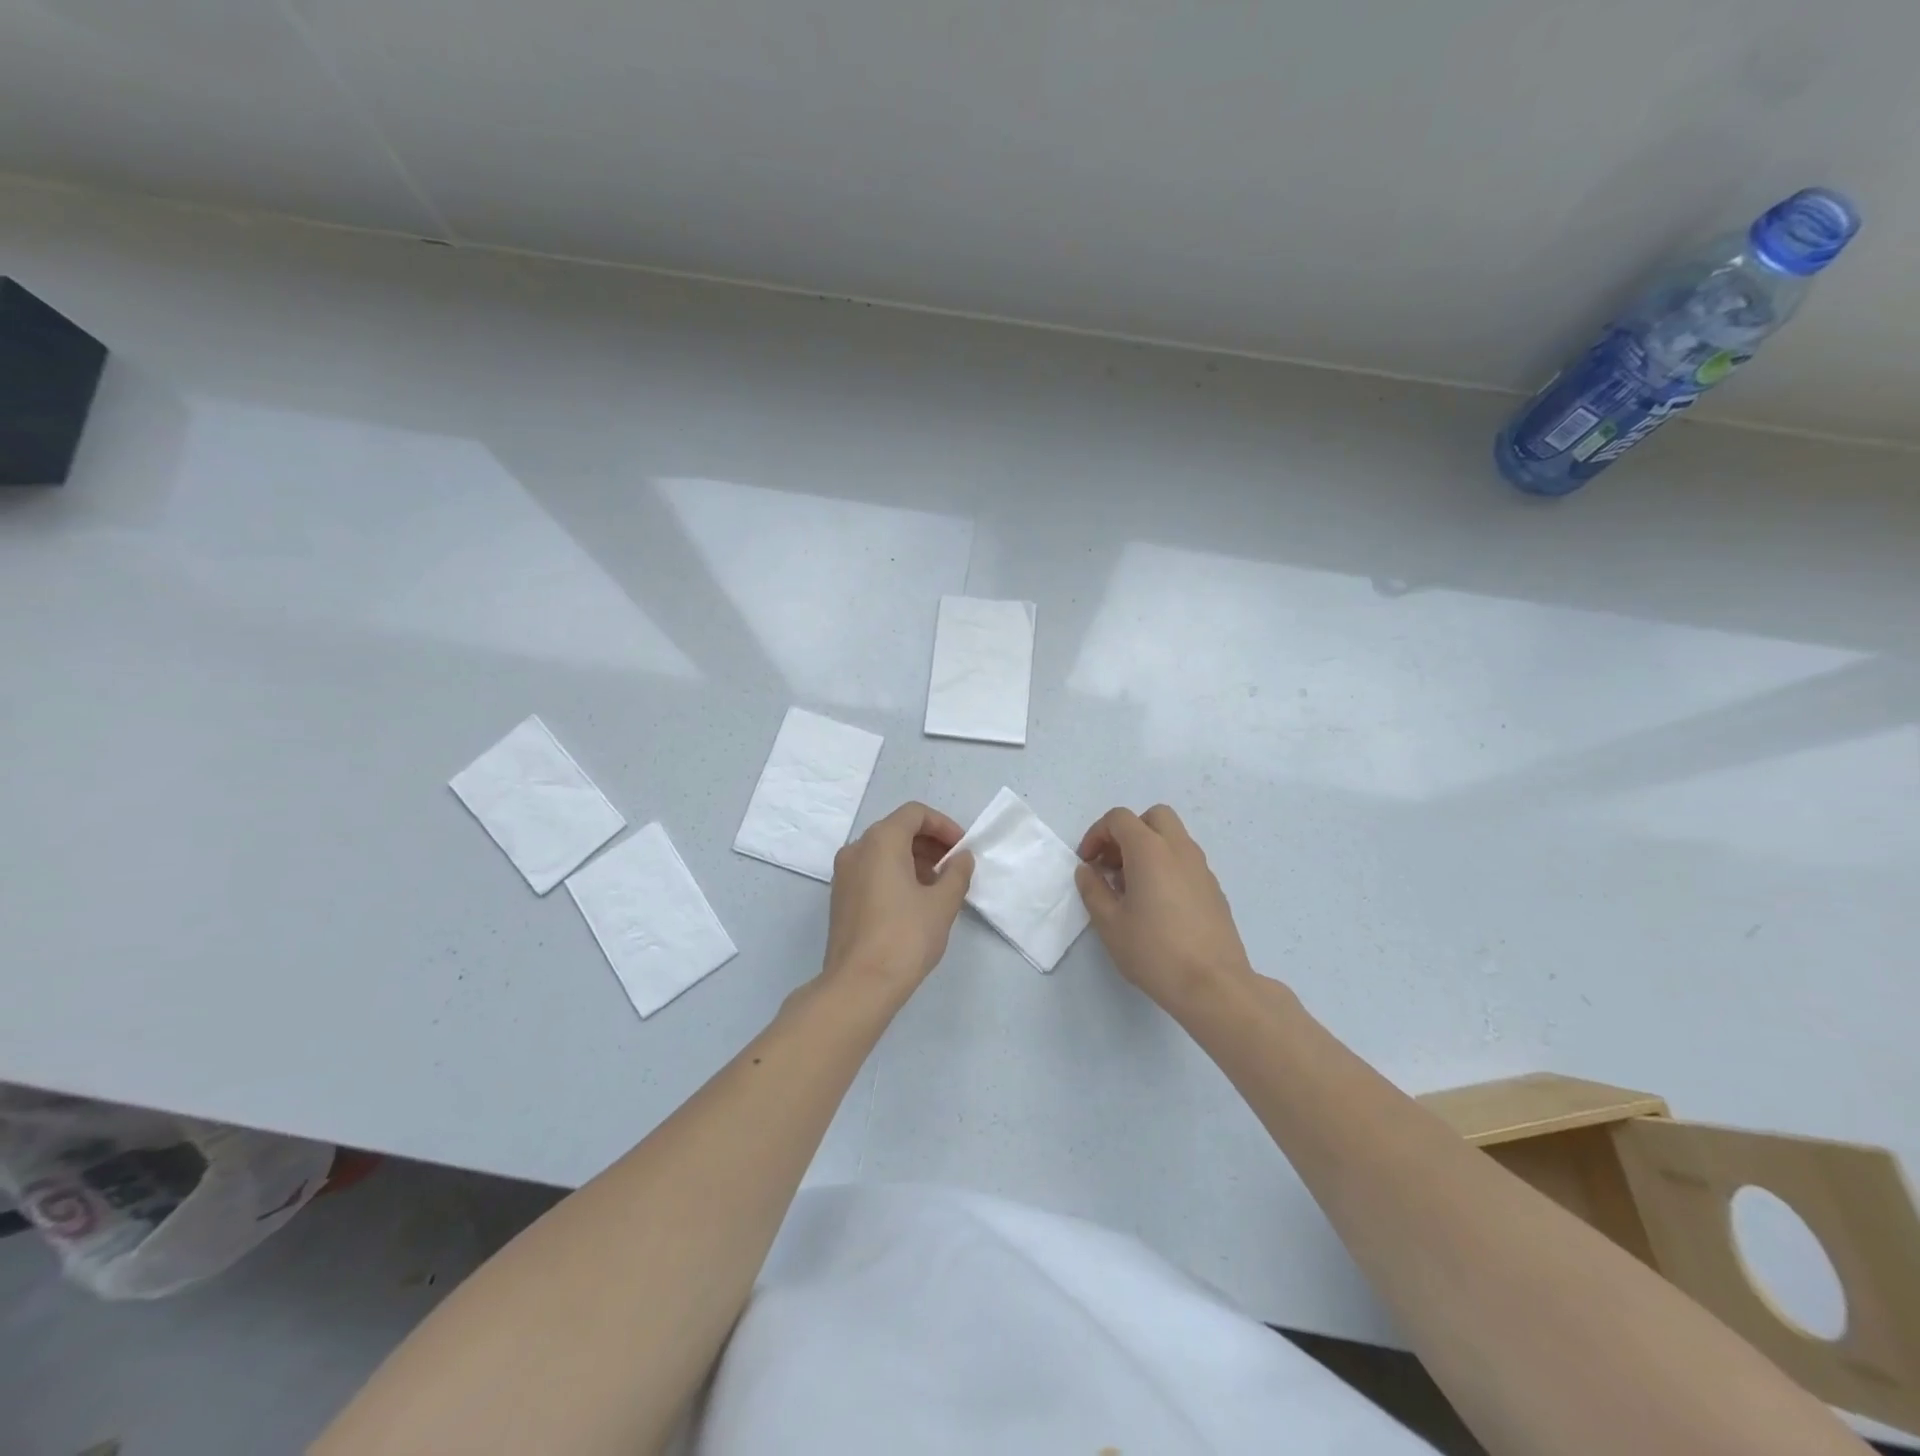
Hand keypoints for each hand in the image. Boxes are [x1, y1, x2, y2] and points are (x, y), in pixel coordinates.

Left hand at [823, 802, 974, 994]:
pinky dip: (895, 874)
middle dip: (930, 843)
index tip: (962, 849)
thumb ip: (957, 873)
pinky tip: (915, 901)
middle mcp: (857, 848)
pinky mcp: (840, 896)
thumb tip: (961, 858)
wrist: (859, 985)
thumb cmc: (905, 937)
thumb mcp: (942, 903)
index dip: (943, 826)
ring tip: (939, 886)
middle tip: (955, 867)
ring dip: (914, 859)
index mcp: (880, 841)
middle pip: (897, 829)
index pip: (915, 814)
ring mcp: (844, 873)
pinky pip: (871, 870)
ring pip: (883, 851)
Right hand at [1076, 805, 1255, 1013]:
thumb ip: (1093, 889)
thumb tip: (1087, 870)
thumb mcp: (1109, 923)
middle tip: (1113, 864)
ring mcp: (1202, 867)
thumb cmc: (1154, 951)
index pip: (1119, 819)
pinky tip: (1157, 904)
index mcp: (1150, 850)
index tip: (1088, 863)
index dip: (1097, 834)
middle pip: (1153, 817)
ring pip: (1173, 837)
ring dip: (1148, 848)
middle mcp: (1179, 849)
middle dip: (1128, 832)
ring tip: (1132, 887)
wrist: (1213, 985)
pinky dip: (1166, 866)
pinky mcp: (1214, 888)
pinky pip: (1185, 861)